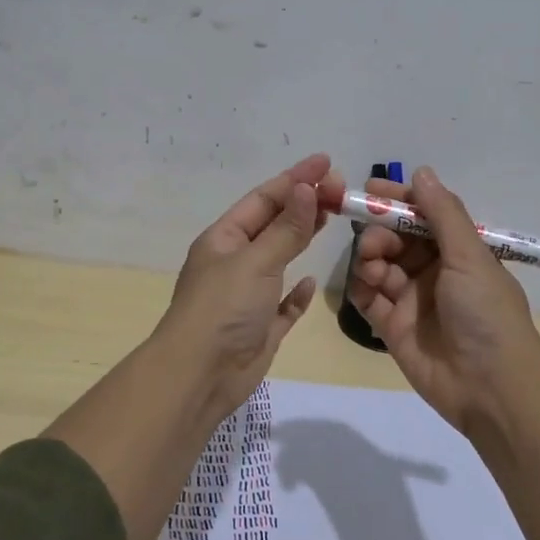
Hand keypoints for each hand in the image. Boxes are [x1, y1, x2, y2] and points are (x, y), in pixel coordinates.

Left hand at [155, 153, 345, 420]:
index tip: (326, 162)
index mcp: (224, 240)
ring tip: (331, 216)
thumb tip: (307, 188)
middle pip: (273, 225)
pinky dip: (297, 292)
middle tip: (340, 188)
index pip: (263, 199)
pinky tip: (311, 281)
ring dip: (301, 237)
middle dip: (303, 204)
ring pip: (279, 258)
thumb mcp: (256, 261)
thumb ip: (286, 228)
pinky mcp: (260, 327)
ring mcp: (247, 296)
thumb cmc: (223, 309)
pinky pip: (282, 303)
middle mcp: (234, 262)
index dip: (295, 179)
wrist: (199, 376)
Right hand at [346, 166, 539, 435]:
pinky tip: (363, 287)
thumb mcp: (470, 257)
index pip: (422, 216)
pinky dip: (361, 289)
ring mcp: (411, 300)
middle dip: (379, 232)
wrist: (490, 388)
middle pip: (395, 239)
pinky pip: (367, 299)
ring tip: (372, 269)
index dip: (398, 200)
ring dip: (370, 259)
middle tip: (373, 242)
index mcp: (458, 252)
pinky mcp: (392, 327)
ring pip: (378, 266)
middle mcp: (434, 271)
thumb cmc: (486, 314)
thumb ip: (442, 214)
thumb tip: (421, 172)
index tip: (370, 188)